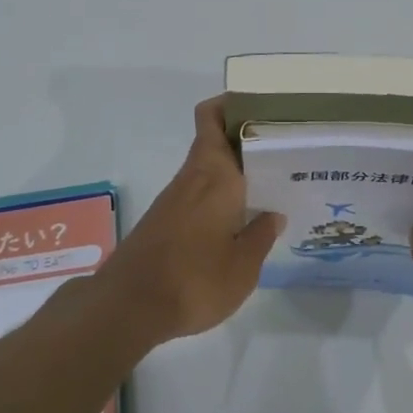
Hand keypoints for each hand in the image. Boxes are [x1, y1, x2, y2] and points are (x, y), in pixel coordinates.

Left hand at [101, 97, 282, 344]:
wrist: (128, 308)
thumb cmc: (194, 279)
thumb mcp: (243, 266)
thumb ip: (261, 236)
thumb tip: (273, 214)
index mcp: (215, 174)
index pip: (213, 117)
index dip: (234, 104)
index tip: (264, 108)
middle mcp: (193, 177)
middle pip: (215, 140)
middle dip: (246, 140)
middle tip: (284, 152)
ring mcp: (175, 199)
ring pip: (208, 169)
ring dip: (235, 171)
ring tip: (271, 186)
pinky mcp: (164, 221)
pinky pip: (199, 193)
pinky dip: (220, 196)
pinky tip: (240, 219)